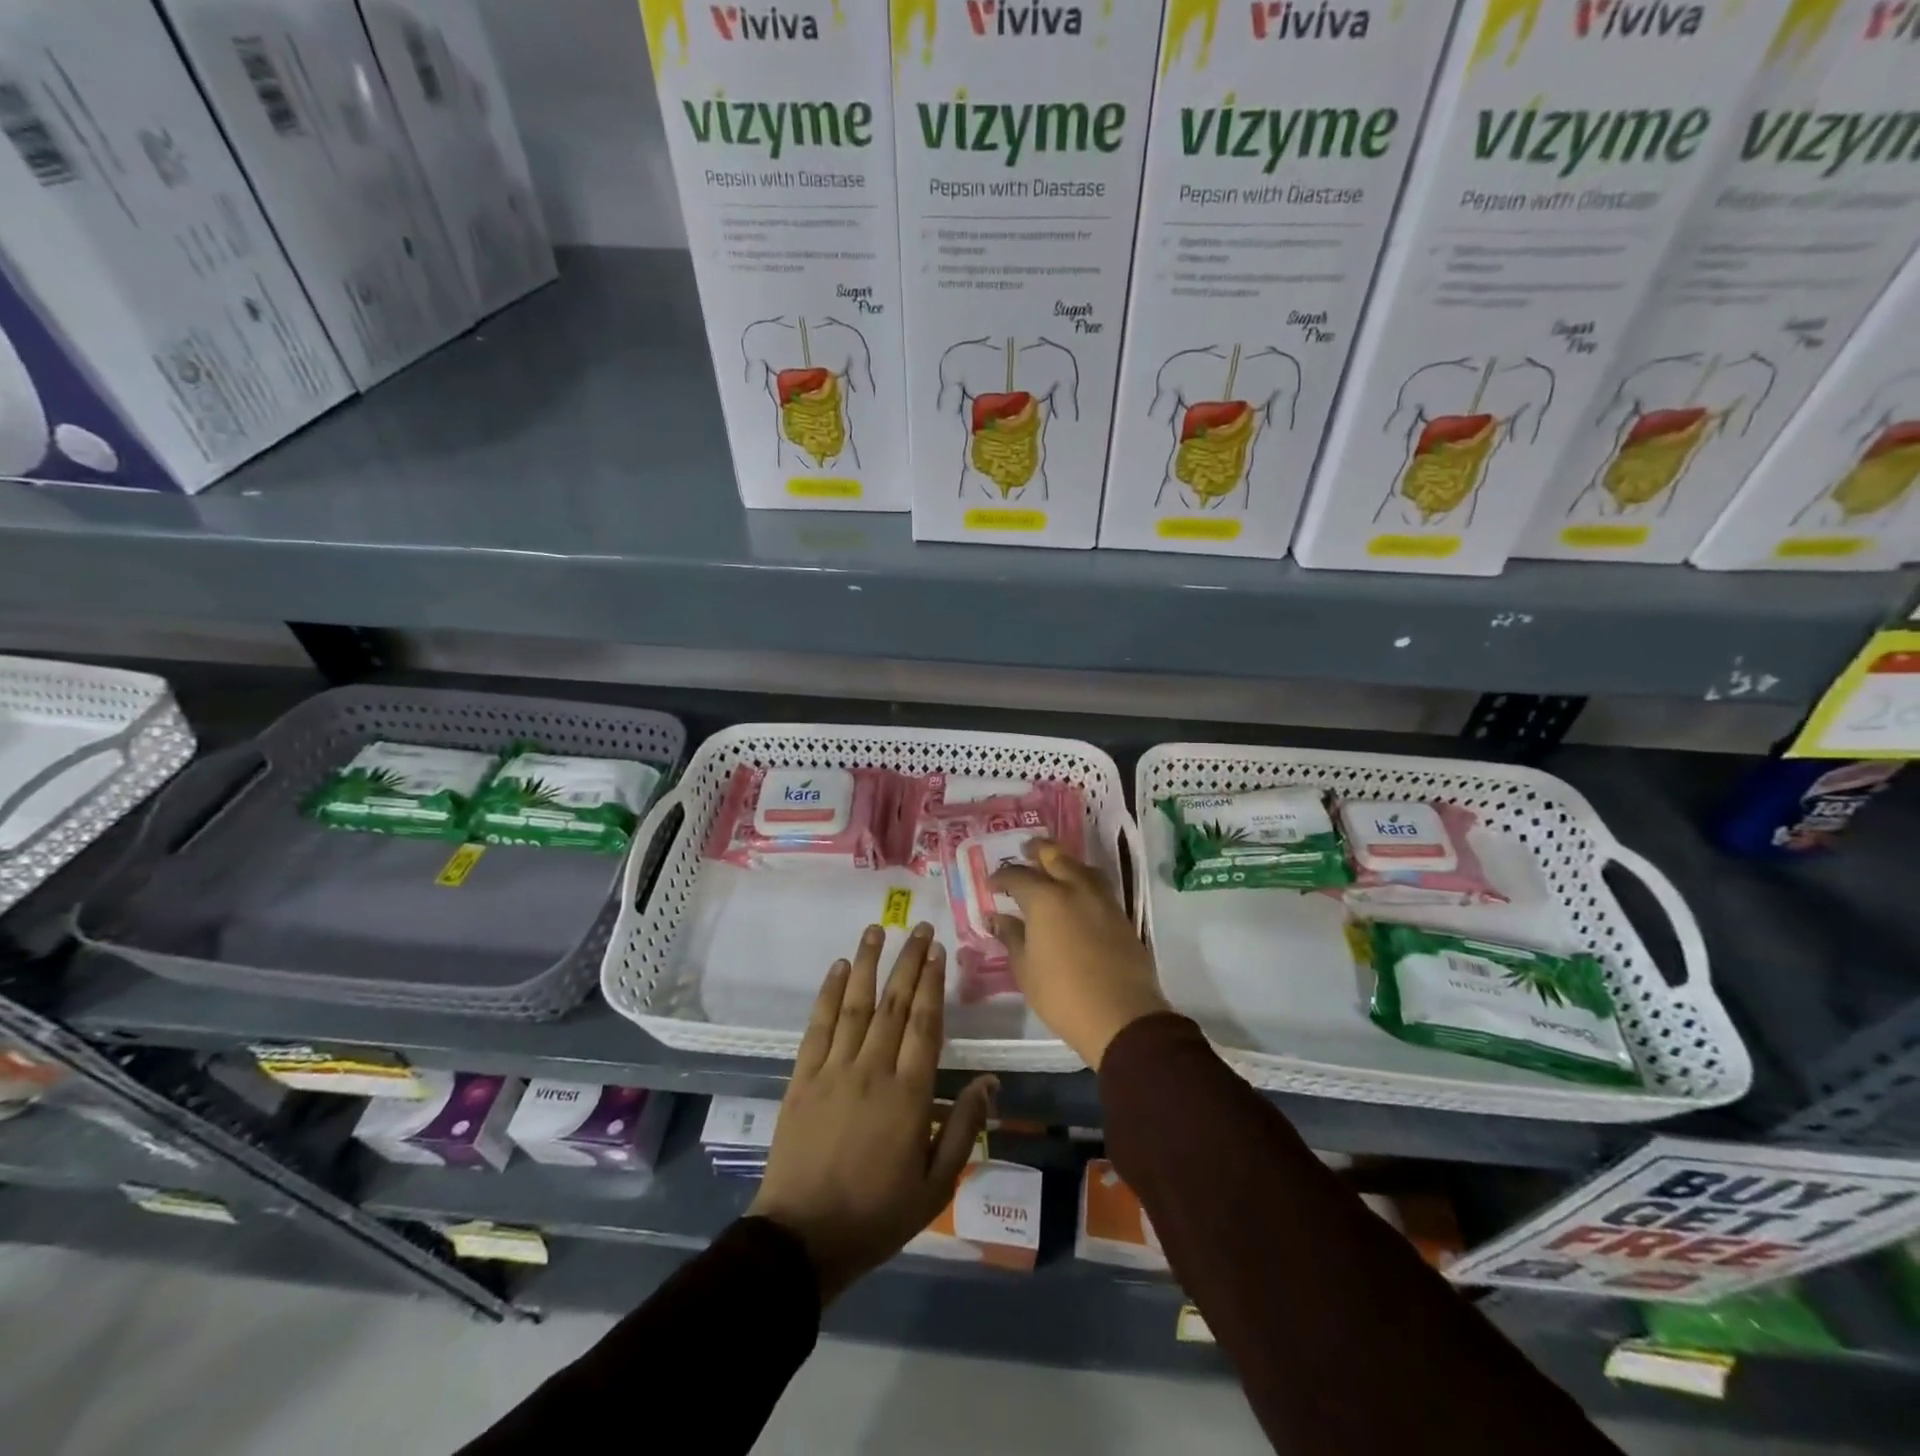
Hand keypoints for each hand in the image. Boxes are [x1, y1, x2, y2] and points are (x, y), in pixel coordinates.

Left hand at [749, 923, 995, 1303]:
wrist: (801, 1240)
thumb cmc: (876, 1216)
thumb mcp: (935, 1186)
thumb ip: (963, 1130)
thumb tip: (989, 1083)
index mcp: (909, 1095)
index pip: (925, 1025)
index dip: (933, 984)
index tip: (938, 951)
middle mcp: (872, 1071)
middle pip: (894, 1004)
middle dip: (908, 962)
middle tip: (919, 927)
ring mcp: (833, 1070)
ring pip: (855, 1005)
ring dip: (867, 964)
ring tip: (877, 930)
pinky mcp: (802, 1078)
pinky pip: (818, 1026)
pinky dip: (828, 994)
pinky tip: (837, 968)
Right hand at [991, 839, 1169, 1068]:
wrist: (1121, 1016)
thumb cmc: (1062, 994)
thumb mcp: (1025, 969)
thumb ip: (1011, 937)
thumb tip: (998, 918)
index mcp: (1045, 899)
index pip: (1018, 876)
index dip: (1001, 877)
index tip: (992, 885)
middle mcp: (1075, 889)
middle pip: (1055, 856)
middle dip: (1037, 851)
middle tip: (1025, 852)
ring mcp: (1103, 900)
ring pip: (1081, 867)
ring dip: (1064, 862)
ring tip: (1054, 869)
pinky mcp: (1121, 915)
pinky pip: (1098, 886)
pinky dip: (1083, 881)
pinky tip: (1076, 895)